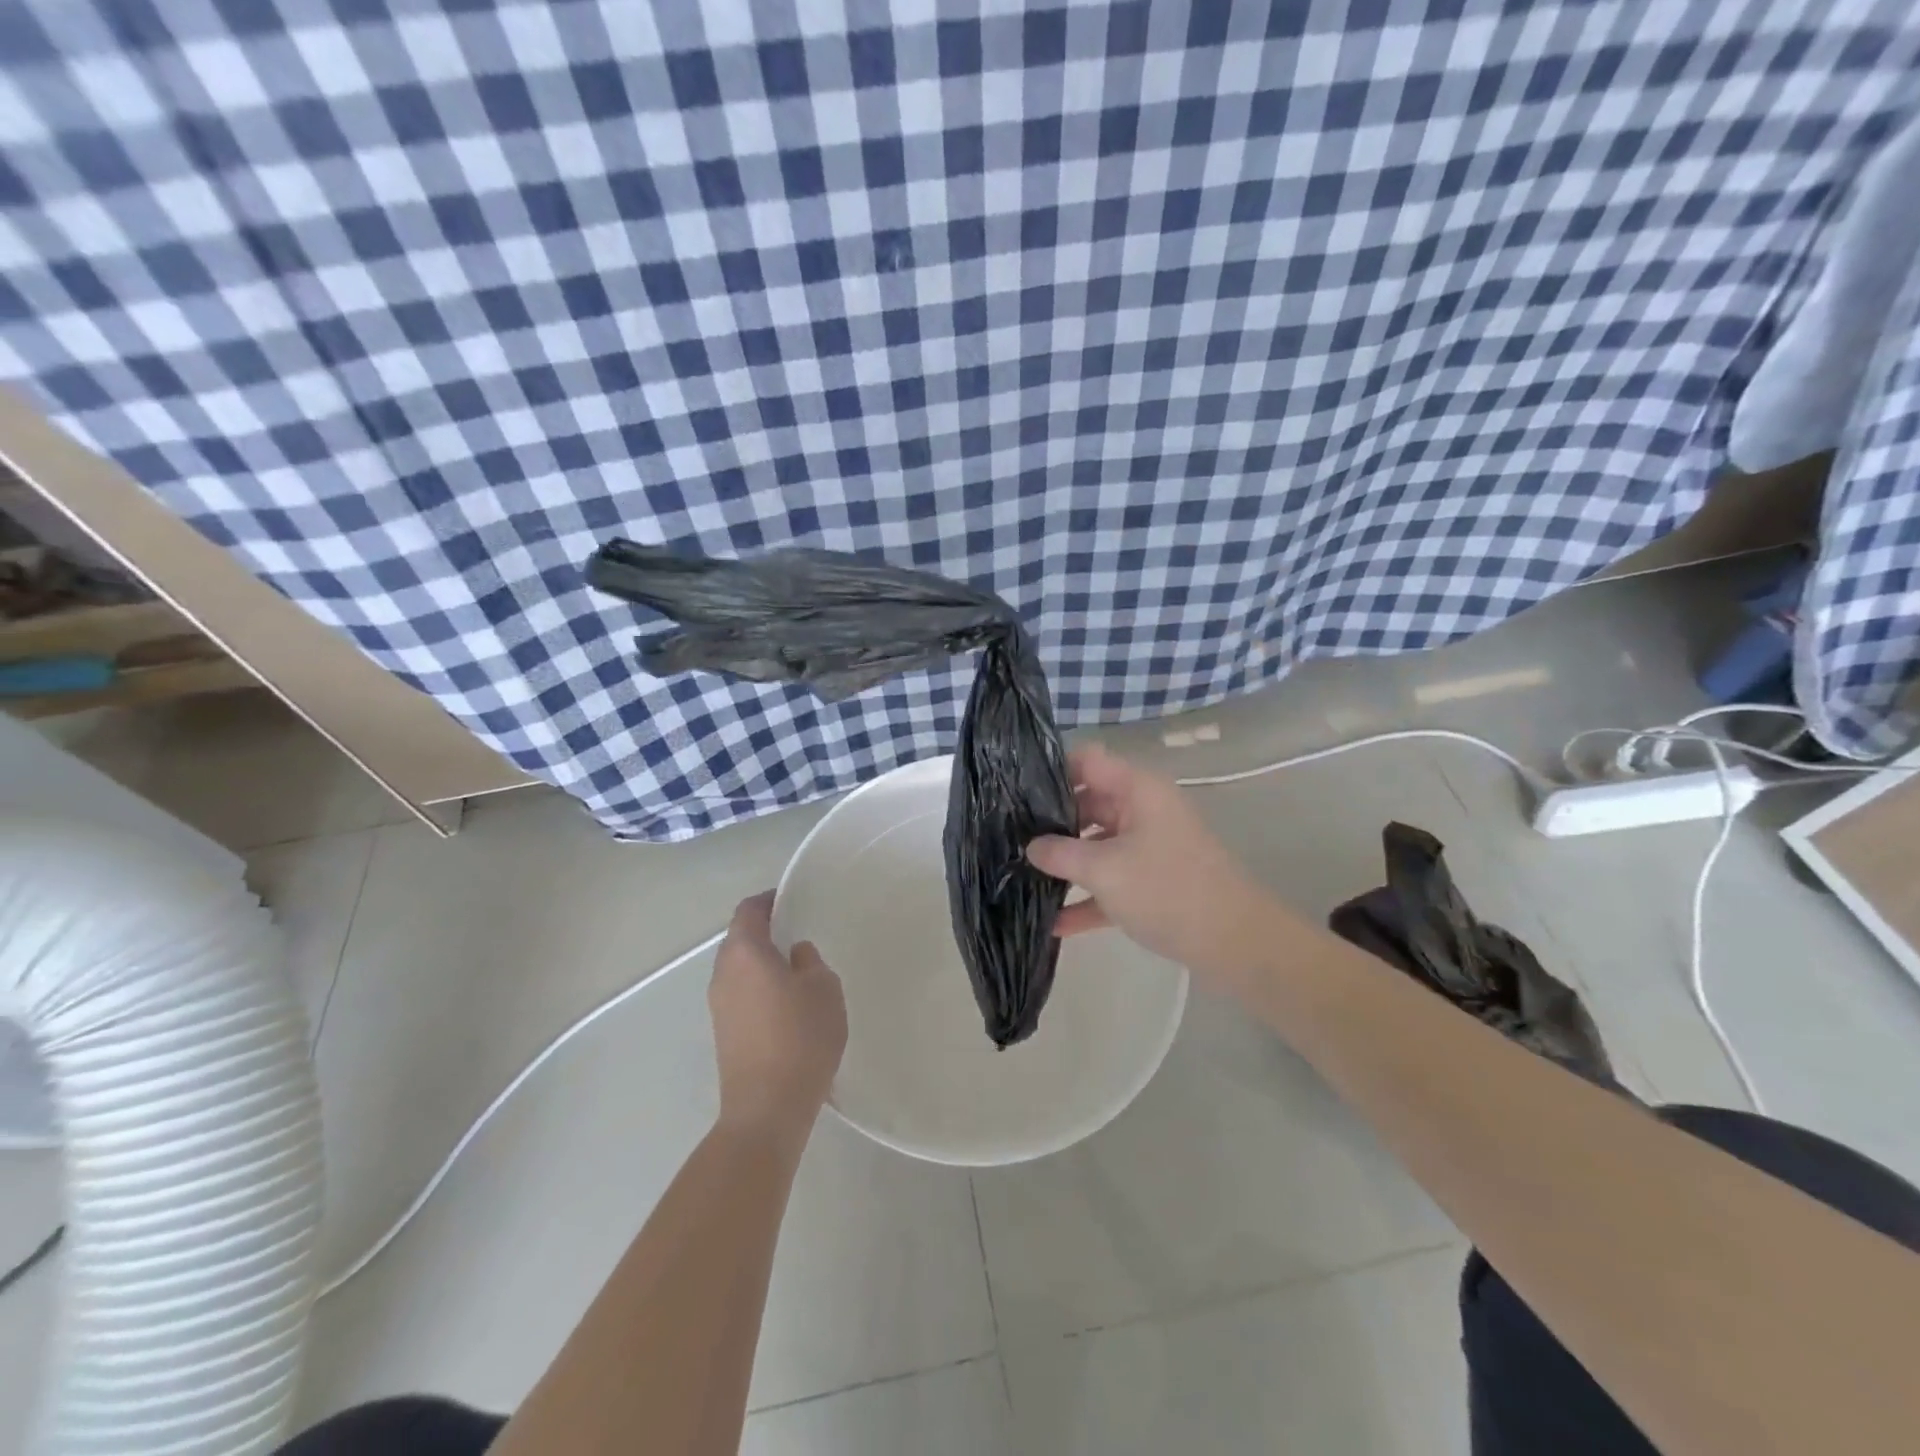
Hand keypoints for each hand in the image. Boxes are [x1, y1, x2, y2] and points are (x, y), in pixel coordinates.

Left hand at [710, 892, 846, 1140]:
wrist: (767, 1109)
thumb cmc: (800, 1037)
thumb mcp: (824, 989)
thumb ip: (811, 962)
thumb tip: (796, 955)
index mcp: (744, 953)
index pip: (749, 910)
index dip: (769, 899)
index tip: (792, 898)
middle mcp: (723, 973)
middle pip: (740, 938)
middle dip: (766, 930)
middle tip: (798, 931)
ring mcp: (719, 1006)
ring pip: (739, 968)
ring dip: (763, 961)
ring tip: (797, 968)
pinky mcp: (724, 1032)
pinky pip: (741, 994)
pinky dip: (760, 986)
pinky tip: (787, 1002)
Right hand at [1028, 744, 1274, 993]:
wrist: (1236, 943)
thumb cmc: (1168, 890)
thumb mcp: (1104, 869)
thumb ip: (1060, 854)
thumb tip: (1031, 846)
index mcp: (1136, 790)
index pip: (1086, 760)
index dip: (1051, 770)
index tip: (1015, 793)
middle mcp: (1142, 810)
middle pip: (1087, 803)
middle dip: (1050, 822)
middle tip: (1008, 838)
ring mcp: (1148, 847)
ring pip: (1096, 844)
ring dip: (1065, 863)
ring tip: (1020, 876)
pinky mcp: (1151, 883)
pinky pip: (1110, 881)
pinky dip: (1086, 898)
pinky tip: (1052, 924)